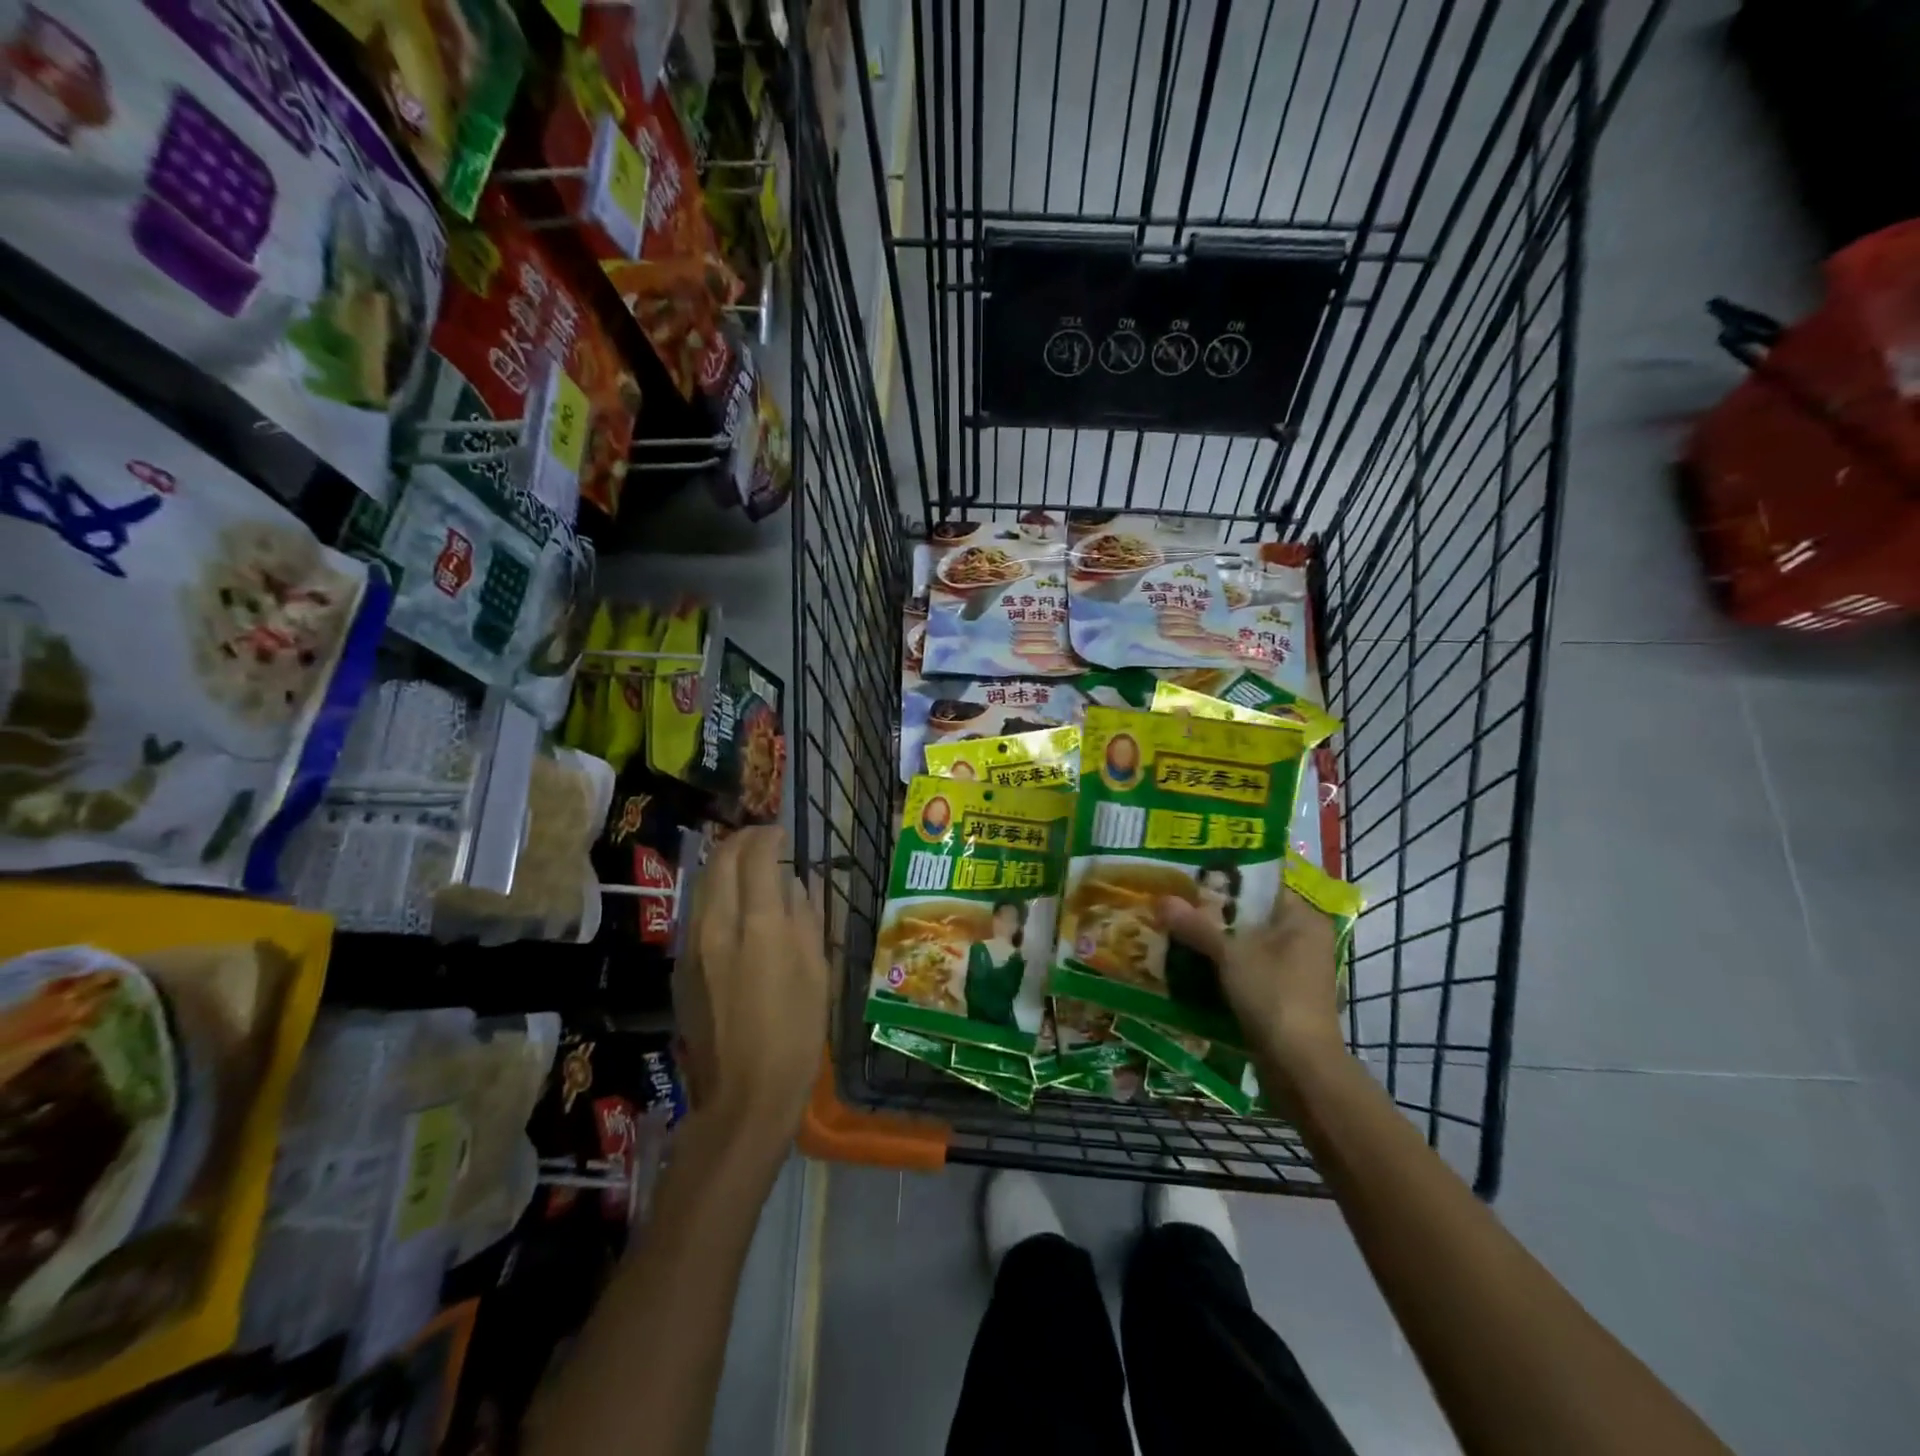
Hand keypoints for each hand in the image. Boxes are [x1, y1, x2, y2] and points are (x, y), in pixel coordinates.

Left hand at [674, 826, 829, 1154]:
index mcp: (759, 926)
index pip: (757, 856)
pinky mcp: (680, 967)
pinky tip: (733, 907)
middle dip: (742, 840)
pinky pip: (696, 912)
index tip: (783, 833)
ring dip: (724, 864)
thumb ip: (806, 917)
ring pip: (702, 883)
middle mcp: (718, 925)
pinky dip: (715, 894)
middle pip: (721, 860)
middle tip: (764, 840)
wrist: (743, 1096)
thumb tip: (796, 883)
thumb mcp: (818, 972)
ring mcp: (692, 946)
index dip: (770, 836)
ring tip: (748, 867)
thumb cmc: (796, 1034)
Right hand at [1158, 885, 1344, 1074]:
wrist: (1300, 1067)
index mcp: (1302, 918)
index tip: (1190, 874)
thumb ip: (1197, 926)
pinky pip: (1248, 968)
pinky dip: (1223, 965)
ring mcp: (1295, 969)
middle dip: (1214, 912)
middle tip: (1175, 901)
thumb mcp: (1230, 955)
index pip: (1261, 885)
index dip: (1225, 878)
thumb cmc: (1273, 995)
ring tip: (1175, 928)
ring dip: (1215, 940)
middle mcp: (1304, 938)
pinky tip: (1191, 962)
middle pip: (1251, 914)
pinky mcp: (1283, 995)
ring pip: (1247, 943)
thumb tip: (1162, 899)